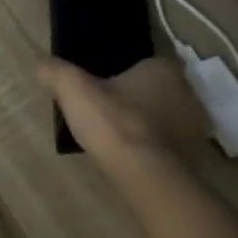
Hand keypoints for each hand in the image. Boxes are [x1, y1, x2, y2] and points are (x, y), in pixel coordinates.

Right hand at [37, 55, 210, 167]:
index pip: (143, 64)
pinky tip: (134, 158)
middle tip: (108, 115)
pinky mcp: (195, 154)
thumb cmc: (114, 123)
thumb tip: (42, 65)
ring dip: (147, 125)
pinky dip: (154, 148)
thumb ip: (56, 72)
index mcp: (163, 68)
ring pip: (164, 117)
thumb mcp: (74, 90)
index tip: (102, 89)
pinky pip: (169, 144)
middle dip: (135, 100)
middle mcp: (187, 90)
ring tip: (118, 140)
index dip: (122, 75)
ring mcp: (194, 124)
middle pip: (155, 90)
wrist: (146, 174)